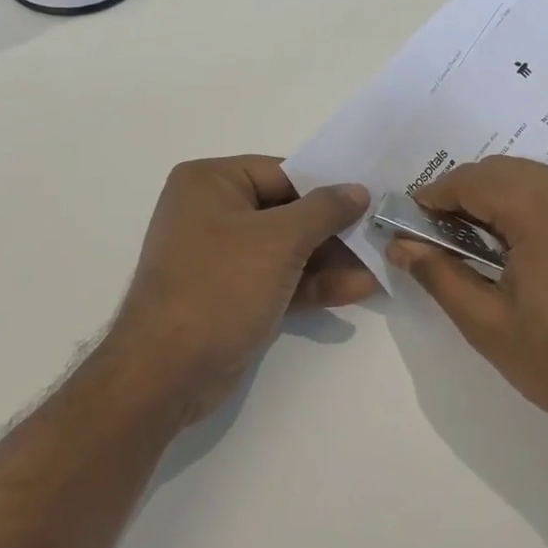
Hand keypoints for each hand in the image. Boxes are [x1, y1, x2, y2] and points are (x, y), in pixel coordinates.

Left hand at [111, 156, 375, 420]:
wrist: (166, 374)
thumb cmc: (220, 287)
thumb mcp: (279, 240)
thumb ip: (324, 210)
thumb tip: (358, 190)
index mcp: (211, 182)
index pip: (283, 173)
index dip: (328, 186)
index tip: (372, 198)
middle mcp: (212, 212)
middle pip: (288, 211)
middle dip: (334, 230)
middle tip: (381, 234)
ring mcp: (221, 256)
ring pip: (287, 249)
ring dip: (331, 260)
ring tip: (379, 266)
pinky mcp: (232, 294)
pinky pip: (280, 278)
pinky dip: (314, 284)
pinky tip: (358, 289)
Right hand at [387, 157, 547, 454]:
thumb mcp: (487, 322)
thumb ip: (439, 274)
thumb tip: (401, 245)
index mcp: (541, 206)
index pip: (471, 180)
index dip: (432, 198)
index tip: (407, 225)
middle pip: (500, 172)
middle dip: (461, 197)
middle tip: (435, 239)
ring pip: (529, 180)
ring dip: (493, 201)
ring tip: (471, 246)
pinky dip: (525, 208)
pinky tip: (515, 250)